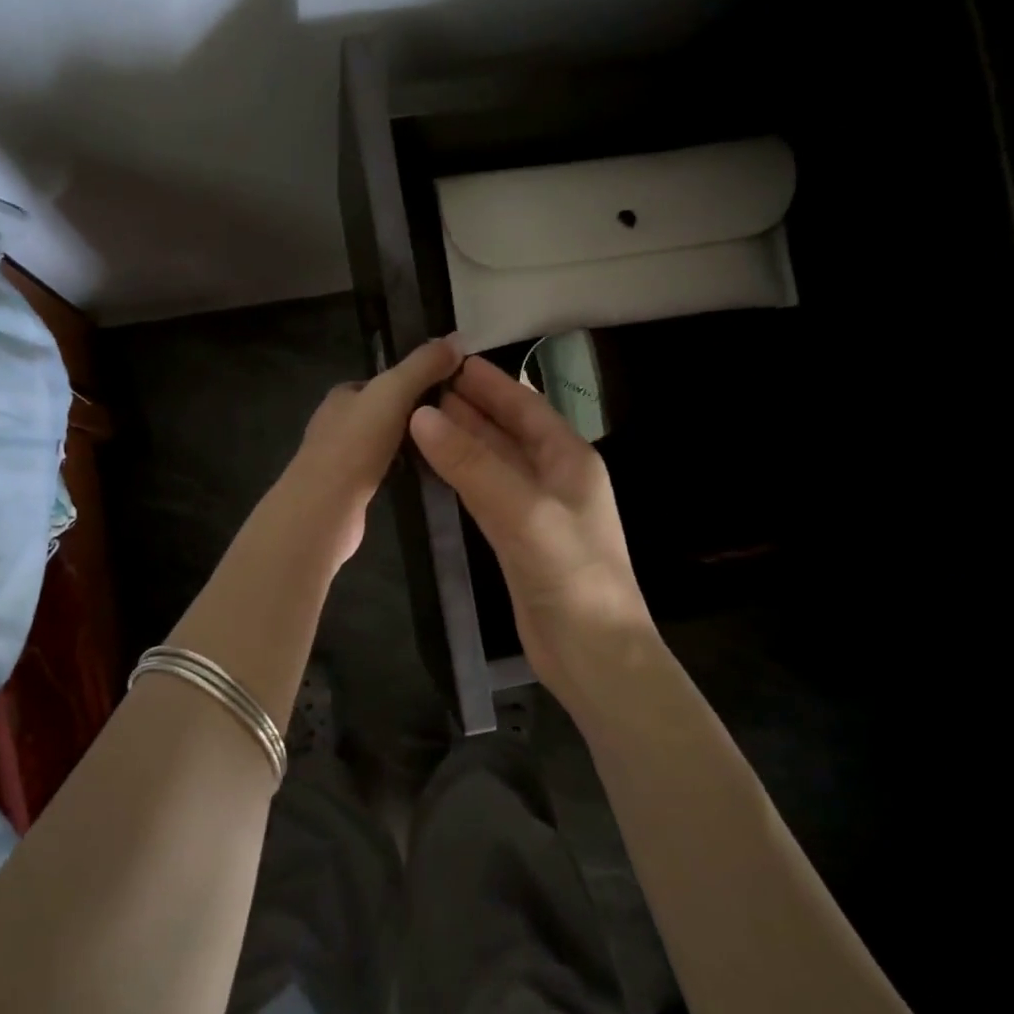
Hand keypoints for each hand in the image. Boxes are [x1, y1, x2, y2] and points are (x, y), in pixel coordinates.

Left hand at [275, 335, 464, 571]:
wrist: (324, 508)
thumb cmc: (356, 444)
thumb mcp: (393, 393)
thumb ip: (423, 366)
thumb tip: (457, 338)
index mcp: (342, 395)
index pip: (382, 381)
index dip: (413, 382)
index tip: (446, 391)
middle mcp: (335, 423)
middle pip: (383, 413)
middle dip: (413, 417)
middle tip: (450, 425)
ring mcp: (339, 460)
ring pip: (382, 444)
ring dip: (408, 445)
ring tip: (443, 450)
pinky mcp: (346, 491)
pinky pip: (381, 472)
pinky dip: (400, 471)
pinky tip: (421, 477)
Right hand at [409, 355, 653, 696]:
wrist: (594, 653)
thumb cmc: (571, 574)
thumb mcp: (523, 511)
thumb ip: (473, 464)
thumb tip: (422, 417)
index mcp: (570, 459)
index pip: (525, 406)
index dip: (489, 382)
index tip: (449, 360)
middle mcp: (555, 478)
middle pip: (507, 431)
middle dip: (469, 408)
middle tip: (421, 387)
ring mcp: (536, 511)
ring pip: (493, 463)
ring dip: (462, 441)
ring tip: (419, 419)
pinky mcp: (517, 541)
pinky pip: (485, 496)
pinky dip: (461, 478)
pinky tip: (437, 468)